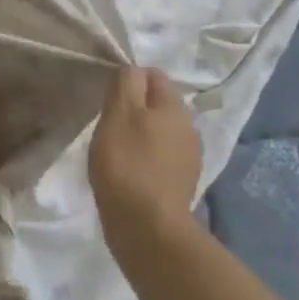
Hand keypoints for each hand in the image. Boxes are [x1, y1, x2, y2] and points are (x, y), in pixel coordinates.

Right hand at [88, 66, 202, 262]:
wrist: (148, 229)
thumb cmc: (127, 163)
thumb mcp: (119, 112)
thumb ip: (127, 83)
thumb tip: (134, 70)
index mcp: (174, 106)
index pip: (153, 75)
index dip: (129, 80)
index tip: (109, 98)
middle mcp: (189, 127)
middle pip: (158, 104)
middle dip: (136, 108)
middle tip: (110, 124)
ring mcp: (189, 158)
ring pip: (161, 132)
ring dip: (142, 135)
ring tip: (118, 150)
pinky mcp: (182, 184)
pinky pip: (161, 158)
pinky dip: (147, 160)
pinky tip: (130, 173)